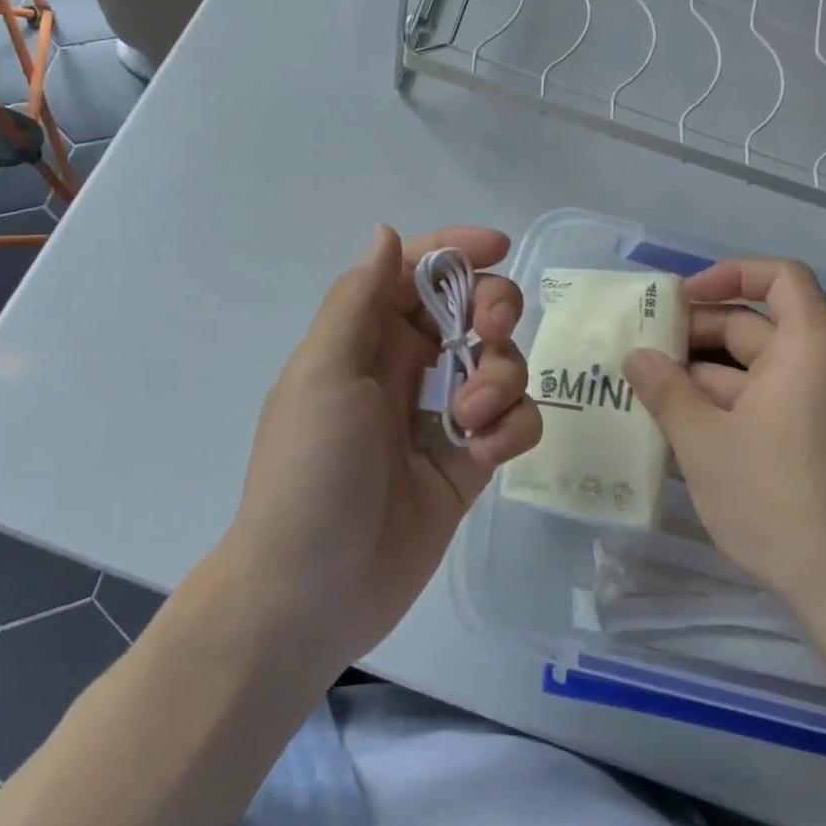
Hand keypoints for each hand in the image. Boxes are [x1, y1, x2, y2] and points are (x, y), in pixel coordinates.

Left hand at [221, 225, 540, 668]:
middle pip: (471, 308)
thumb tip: (386, 233)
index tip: (499, 248)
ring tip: (471, 420)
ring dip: (502, 377)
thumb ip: (358, 299)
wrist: (312, 592)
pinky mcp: (471, 460)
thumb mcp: (323, 373)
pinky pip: (514, 421)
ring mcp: (443, 414)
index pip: (417, 272)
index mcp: (366, 337)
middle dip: (493, 309)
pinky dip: (511, 428)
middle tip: (491, 332)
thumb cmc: (311, 469)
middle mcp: (407, 366)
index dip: (457, 250)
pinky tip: (482, 455)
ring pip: (502, 362)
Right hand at [621, 258, 825, 629]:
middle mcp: (813, 368)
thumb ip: (665, 390)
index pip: (782, 277)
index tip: (683, 297)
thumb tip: (635, 355)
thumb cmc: (774, 500)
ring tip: (641, 383)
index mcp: (805, 351)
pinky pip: (754, 398)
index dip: (732, 273)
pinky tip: (670, 419)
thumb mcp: (703, 441)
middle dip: (694, 329)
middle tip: (640, 345)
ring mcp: (808, 405)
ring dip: (697, 370)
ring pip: (746, 366)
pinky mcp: (801, 438)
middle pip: (752, 323)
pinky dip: (715, 401)